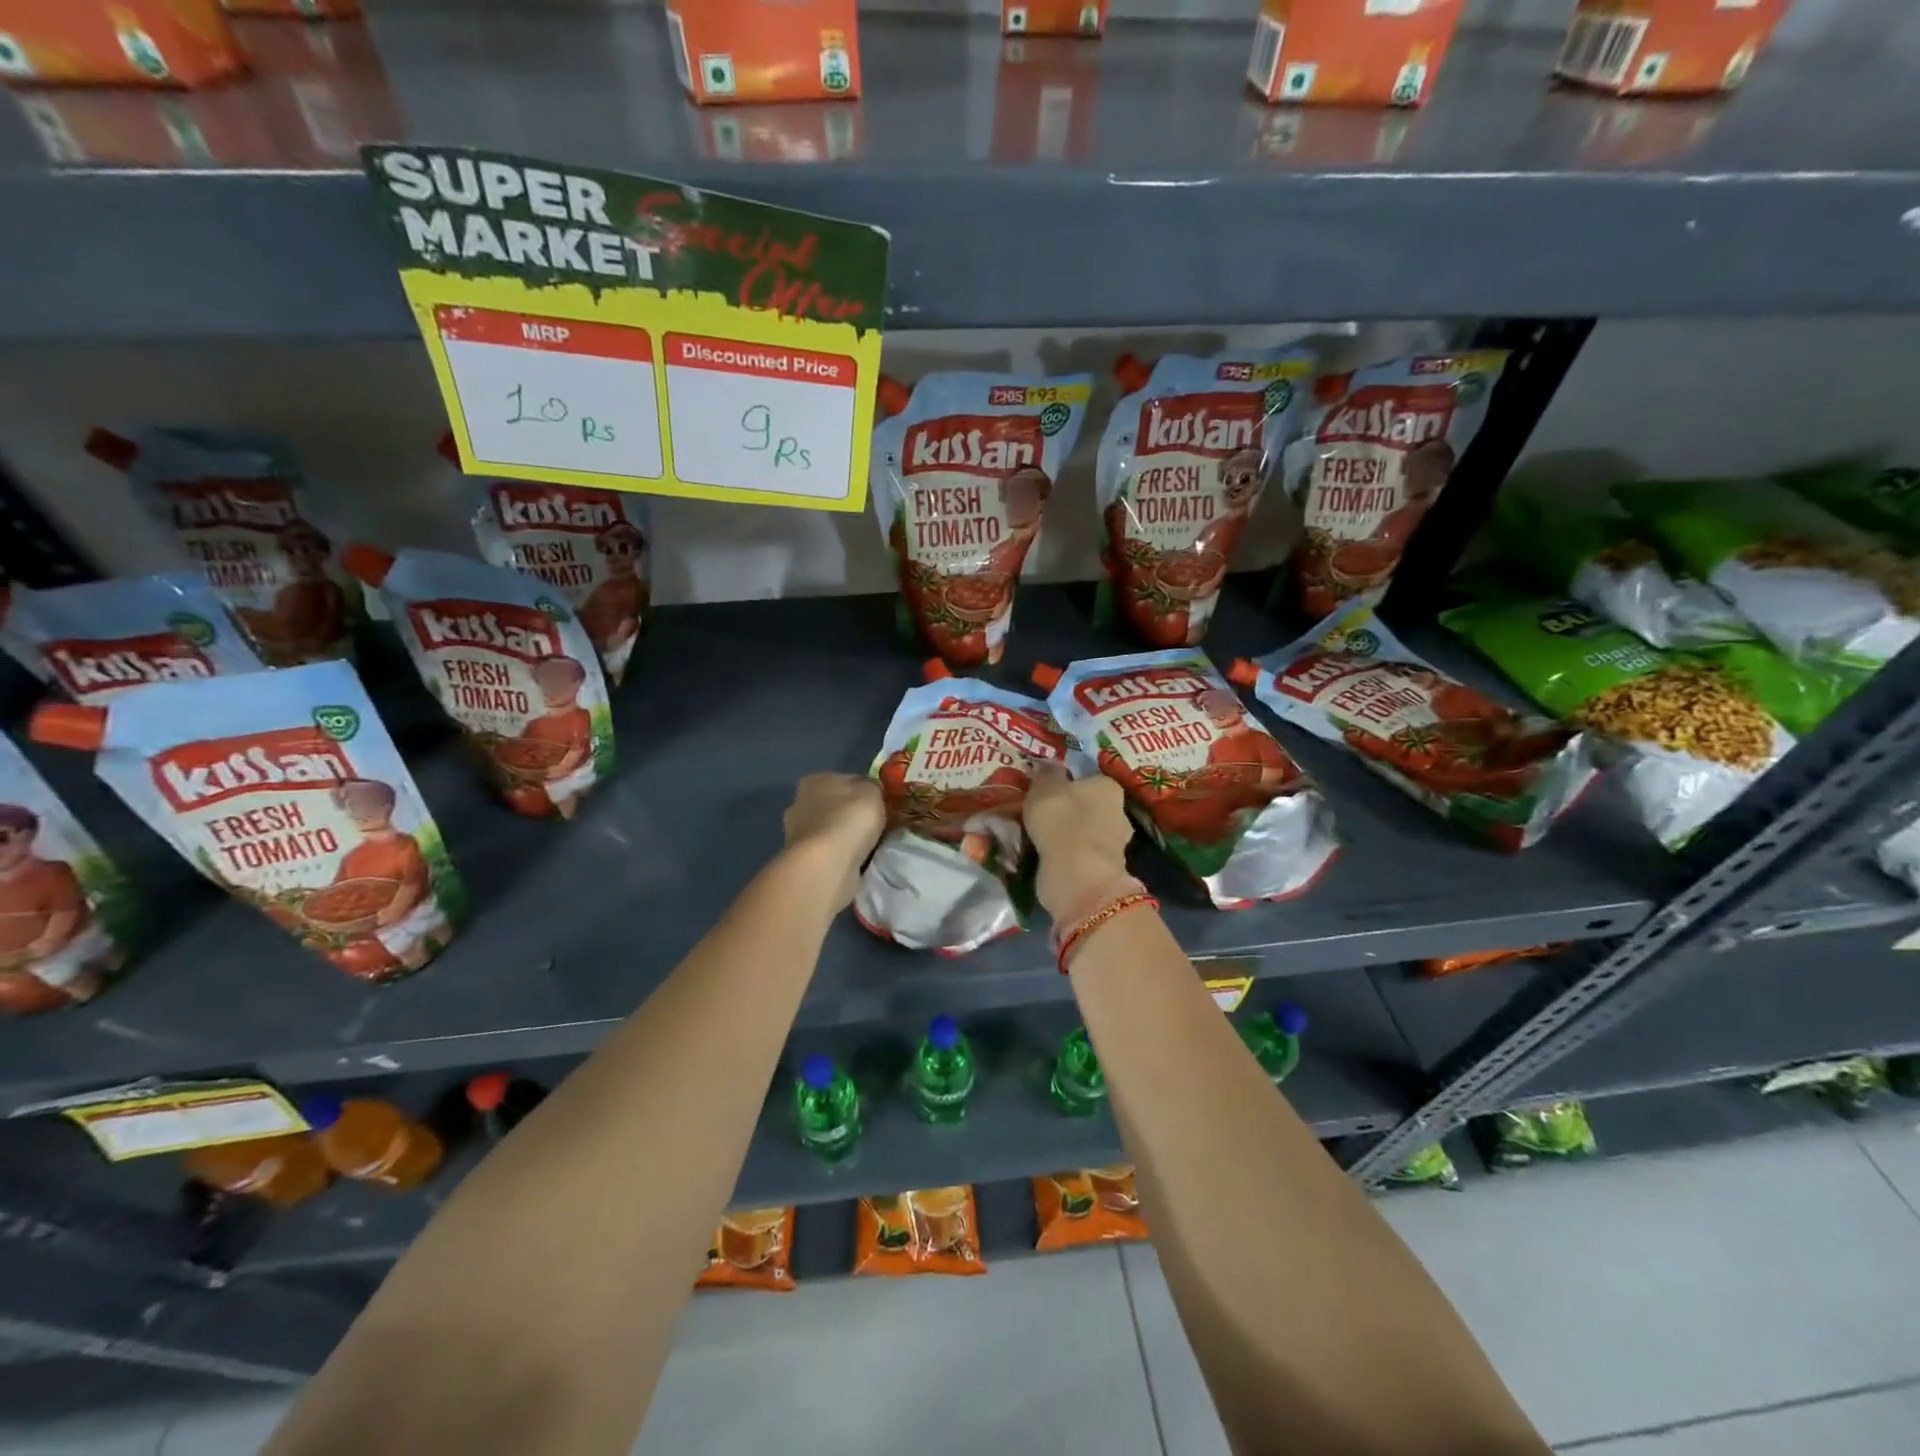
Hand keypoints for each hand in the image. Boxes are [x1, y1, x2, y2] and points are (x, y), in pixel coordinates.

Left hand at [782, 773, 885, 907]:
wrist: (827, 864)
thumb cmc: (849, 819)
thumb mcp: (872, 791)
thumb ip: (872, 786)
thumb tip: (870, 791)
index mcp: (815, 780)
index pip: (845, 780)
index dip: (864, 791)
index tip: (880, 805)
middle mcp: (801, 803)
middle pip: (835, 806)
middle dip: (852, 815)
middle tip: (876, 827)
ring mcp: (797, 833)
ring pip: (830, 830)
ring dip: (845, 838)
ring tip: (869, 847)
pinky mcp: (802, 859)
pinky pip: (829, 852)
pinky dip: (840, 855)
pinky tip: (855, 861)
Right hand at [1024, 763, 1134, 917]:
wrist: (1077, 876)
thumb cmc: (1062, 821)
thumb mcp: (1044, 787)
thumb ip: (1047, 774)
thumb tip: (1050, 765)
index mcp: (1108, 786)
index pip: (1088, 778)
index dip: (1067, 783)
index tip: (1046, 792)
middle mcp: (1119, 812)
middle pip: (1089, 806)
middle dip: (1070, 811)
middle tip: (1041, 815)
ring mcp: (1115, 845)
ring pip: (1085, 833)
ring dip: (1068, 836)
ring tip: (1039, 838)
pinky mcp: (1105, 870)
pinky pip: (1081, 856)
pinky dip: (1067, 857)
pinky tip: (1048, 858)